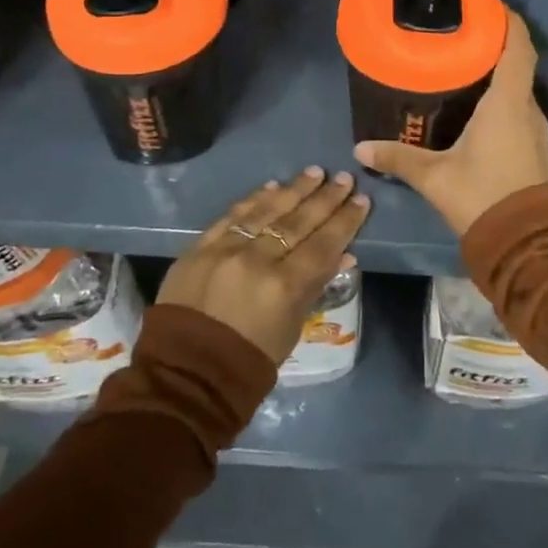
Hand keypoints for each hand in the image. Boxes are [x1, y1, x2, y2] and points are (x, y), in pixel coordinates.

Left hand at [156, 167, 369, 365]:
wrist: (185, 374)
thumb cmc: (249, 361)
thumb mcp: (292, 328)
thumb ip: (314, 286)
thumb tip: (343, 253)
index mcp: (284, 287)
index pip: (324, 244)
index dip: (345, 221)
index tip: (362, 199)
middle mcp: (258, 260)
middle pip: (299, 221)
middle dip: (325, 198)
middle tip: (344, 178)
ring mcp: (226, 250)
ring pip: (267, 210)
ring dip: (294, 189)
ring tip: (314, 172)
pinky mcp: (200, 247)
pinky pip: (233, 215)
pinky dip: (255, 199)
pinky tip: (273, 186)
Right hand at [354, 12, 547, 236]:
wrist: (526, 244)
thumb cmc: (482, 196)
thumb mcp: (434, 177)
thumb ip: (398, 158)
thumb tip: (360, 149)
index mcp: (507, 102)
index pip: (518, 46)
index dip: (508, 19)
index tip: (489, 2)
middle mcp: (528, 108)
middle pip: (518, 63)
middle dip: (495, 43)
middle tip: (462, 32)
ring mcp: (536, 129)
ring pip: (519, 88)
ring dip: (499, 73)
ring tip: (465, 64)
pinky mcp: (535, 147)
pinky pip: (519, 109)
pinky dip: (502, 97)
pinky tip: (478, 106)